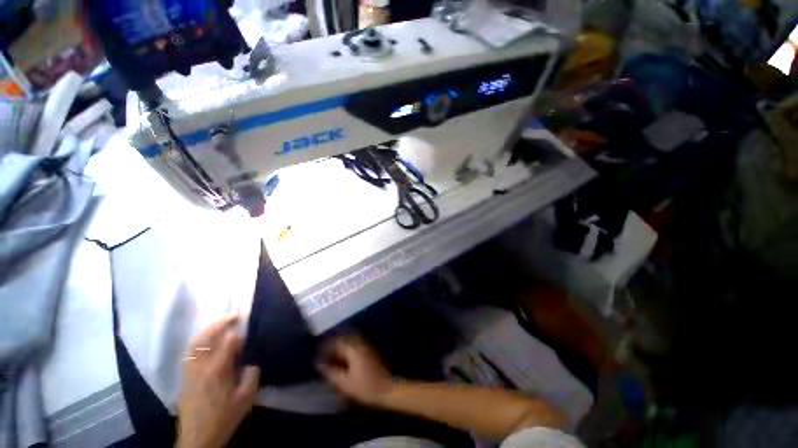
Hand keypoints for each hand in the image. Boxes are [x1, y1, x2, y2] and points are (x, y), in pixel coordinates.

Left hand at [177, 316, 260, 447]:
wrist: (197, 439)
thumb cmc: (224, 418)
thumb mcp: (246, 399)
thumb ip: (251, 376)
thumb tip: (251, 362)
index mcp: (217, 371)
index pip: (228, 342)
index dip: (238, 332)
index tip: (247, 324)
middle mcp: (200, 367)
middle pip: (205, 338)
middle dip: (219, 323)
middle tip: (233, 315)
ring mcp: (189, 372)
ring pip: (194, 344)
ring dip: (207, 330)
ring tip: (220, 323)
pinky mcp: (185, 377)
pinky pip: (190, 352)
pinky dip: (198, 341)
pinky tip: (205, 340)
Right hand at [317, 335, 394, 406]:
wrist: (387, 389)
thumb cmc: (365, 388)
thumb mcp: (344, 383)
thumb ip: (330, 372)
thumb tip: (318, 364)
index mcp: (353, 349)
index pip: (336, 341)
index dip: (324, 346)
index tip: (315, 352)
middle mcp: (359, 343)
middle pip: (342, 338)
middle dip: (331, 344)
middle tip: (321, 353)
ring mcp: (365, 346)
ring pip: (348, 340)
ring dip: (338, 345)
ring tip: (329, 355)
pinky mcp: (369, 350)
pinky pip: (354, 344)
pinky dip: (346, 348)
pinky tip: (341, 357)